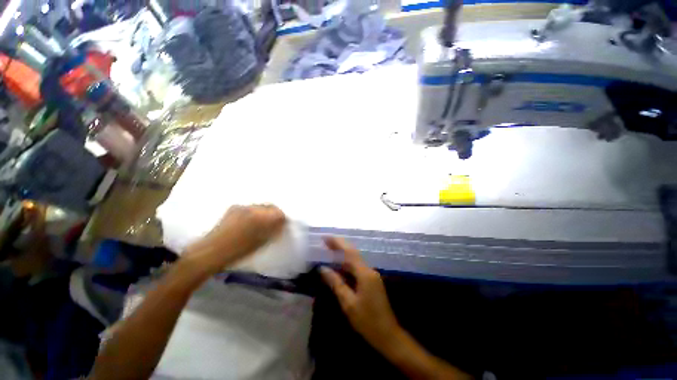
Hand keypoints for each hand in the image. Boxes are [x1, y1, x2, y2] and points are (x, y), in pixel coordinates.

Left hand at [183, 205, 285, 274]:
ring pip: (260, 206)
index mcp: (262, 218)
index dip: (282, 218)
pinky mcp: (234, 208)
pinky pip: (249, 207)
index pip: (279, 213)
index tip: (281, 225)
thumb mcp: (261, 242)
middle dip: (273, 213)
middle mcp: (254, 209)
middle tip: (272, 223)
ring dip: (263, 212)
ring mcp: (243, 207)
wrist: (211, 252)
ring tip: (259, 223)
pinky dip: (253, 212)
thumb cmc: (239, 251)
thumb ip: (273, 230)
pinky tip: (247, 221)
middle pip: (271, 206)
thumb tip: (280, 223)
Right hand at [320, 237, 401, 350]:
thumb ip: (336, 283)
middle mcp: (369, 270)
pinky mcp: (371, 281)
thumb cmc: (367, 321)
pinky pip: (357, 268)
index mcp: (364, 273)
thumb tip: (323, 269)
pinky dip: (347, 264)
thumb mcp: (348, 303)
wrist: (388, 335)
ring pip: (355, 260)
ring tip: (329, 250)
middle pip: (353, 253)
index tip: (326, 237)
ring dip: (343, 254)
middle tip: (325, 241)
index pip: (349, 252)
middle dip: (339, 245)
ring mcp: (371, 275)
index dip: (338, 243)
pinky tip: (339, 266)